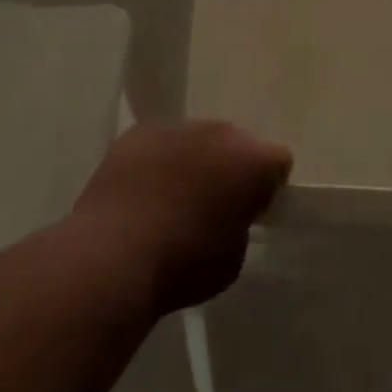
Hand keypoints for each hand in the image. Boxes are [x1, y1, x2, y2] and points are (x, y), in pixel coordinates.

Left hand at [72, 121, 290, 312]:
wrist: (112, 257)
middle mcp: (221, 132)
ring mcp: (178, 127)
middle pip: (236, 144)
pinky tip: (141, 192)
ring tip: (171, 198)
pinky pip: (159, 142)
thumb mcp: (233, 259)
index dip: (268, 188)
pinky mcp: (138, 131)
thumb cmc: (183, 265)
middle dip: (229, 168)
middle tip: (211, 204)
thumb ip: (240, 226)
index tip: (251, 212)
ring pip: (196, 140)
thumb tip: (228, 216)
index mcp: (254, 160)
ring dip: (193, 161)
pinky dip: (157, 161)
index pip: (278, 163)